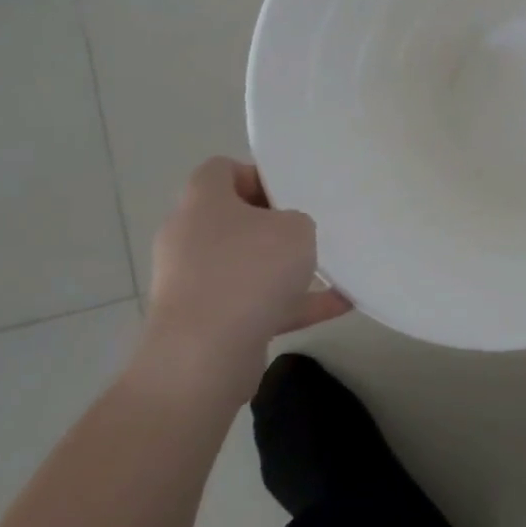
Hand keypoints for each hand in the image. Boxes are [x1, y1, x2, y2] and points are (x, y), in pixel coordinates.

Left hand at [141, 158, 350, 385]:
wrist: (203, 356)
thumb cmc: (249, 272)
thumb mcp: (295, 230)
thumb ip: (297, 222)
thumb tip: (285, 236)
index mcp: (202, 202)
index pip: (221, 170)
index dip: (257, 175)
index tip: (290, 195)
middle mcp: (188, 237)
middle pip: (232, 219)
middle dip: (272, 226)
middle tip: (308, 231)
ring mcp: (191, 282)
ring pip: (243, 265)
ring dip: (282, 270)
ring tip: (329, 272)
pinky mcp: (202, 322)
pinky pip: (251, 304)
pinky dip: (288, 305)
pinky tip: (336, 307)